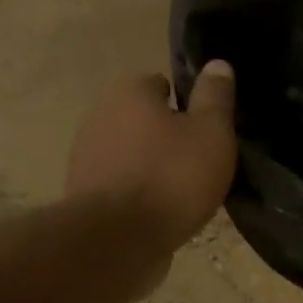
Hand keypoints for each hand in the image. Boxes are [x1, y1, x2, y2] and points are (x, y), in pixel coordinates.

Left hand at [64, 61, 236, 285]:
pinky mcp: (84, 192)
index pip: (161, 85)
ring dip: (151, 168)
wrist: (119, 238)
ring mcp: (86, 155)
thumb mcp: (211, 135)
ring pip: (130, 154)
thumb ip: (215, 99)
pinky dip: (137, 195)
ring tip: (181, 196)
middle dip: (166, 138)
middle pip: (143, 121)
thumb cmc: (172, 178)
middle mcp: (100, 114)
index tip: (206, 133)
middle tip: (198, 166)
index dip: (186, 107)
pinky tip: (158, 215)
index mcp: (130, 91)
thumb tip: (218, 64)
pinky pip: (120, 185)